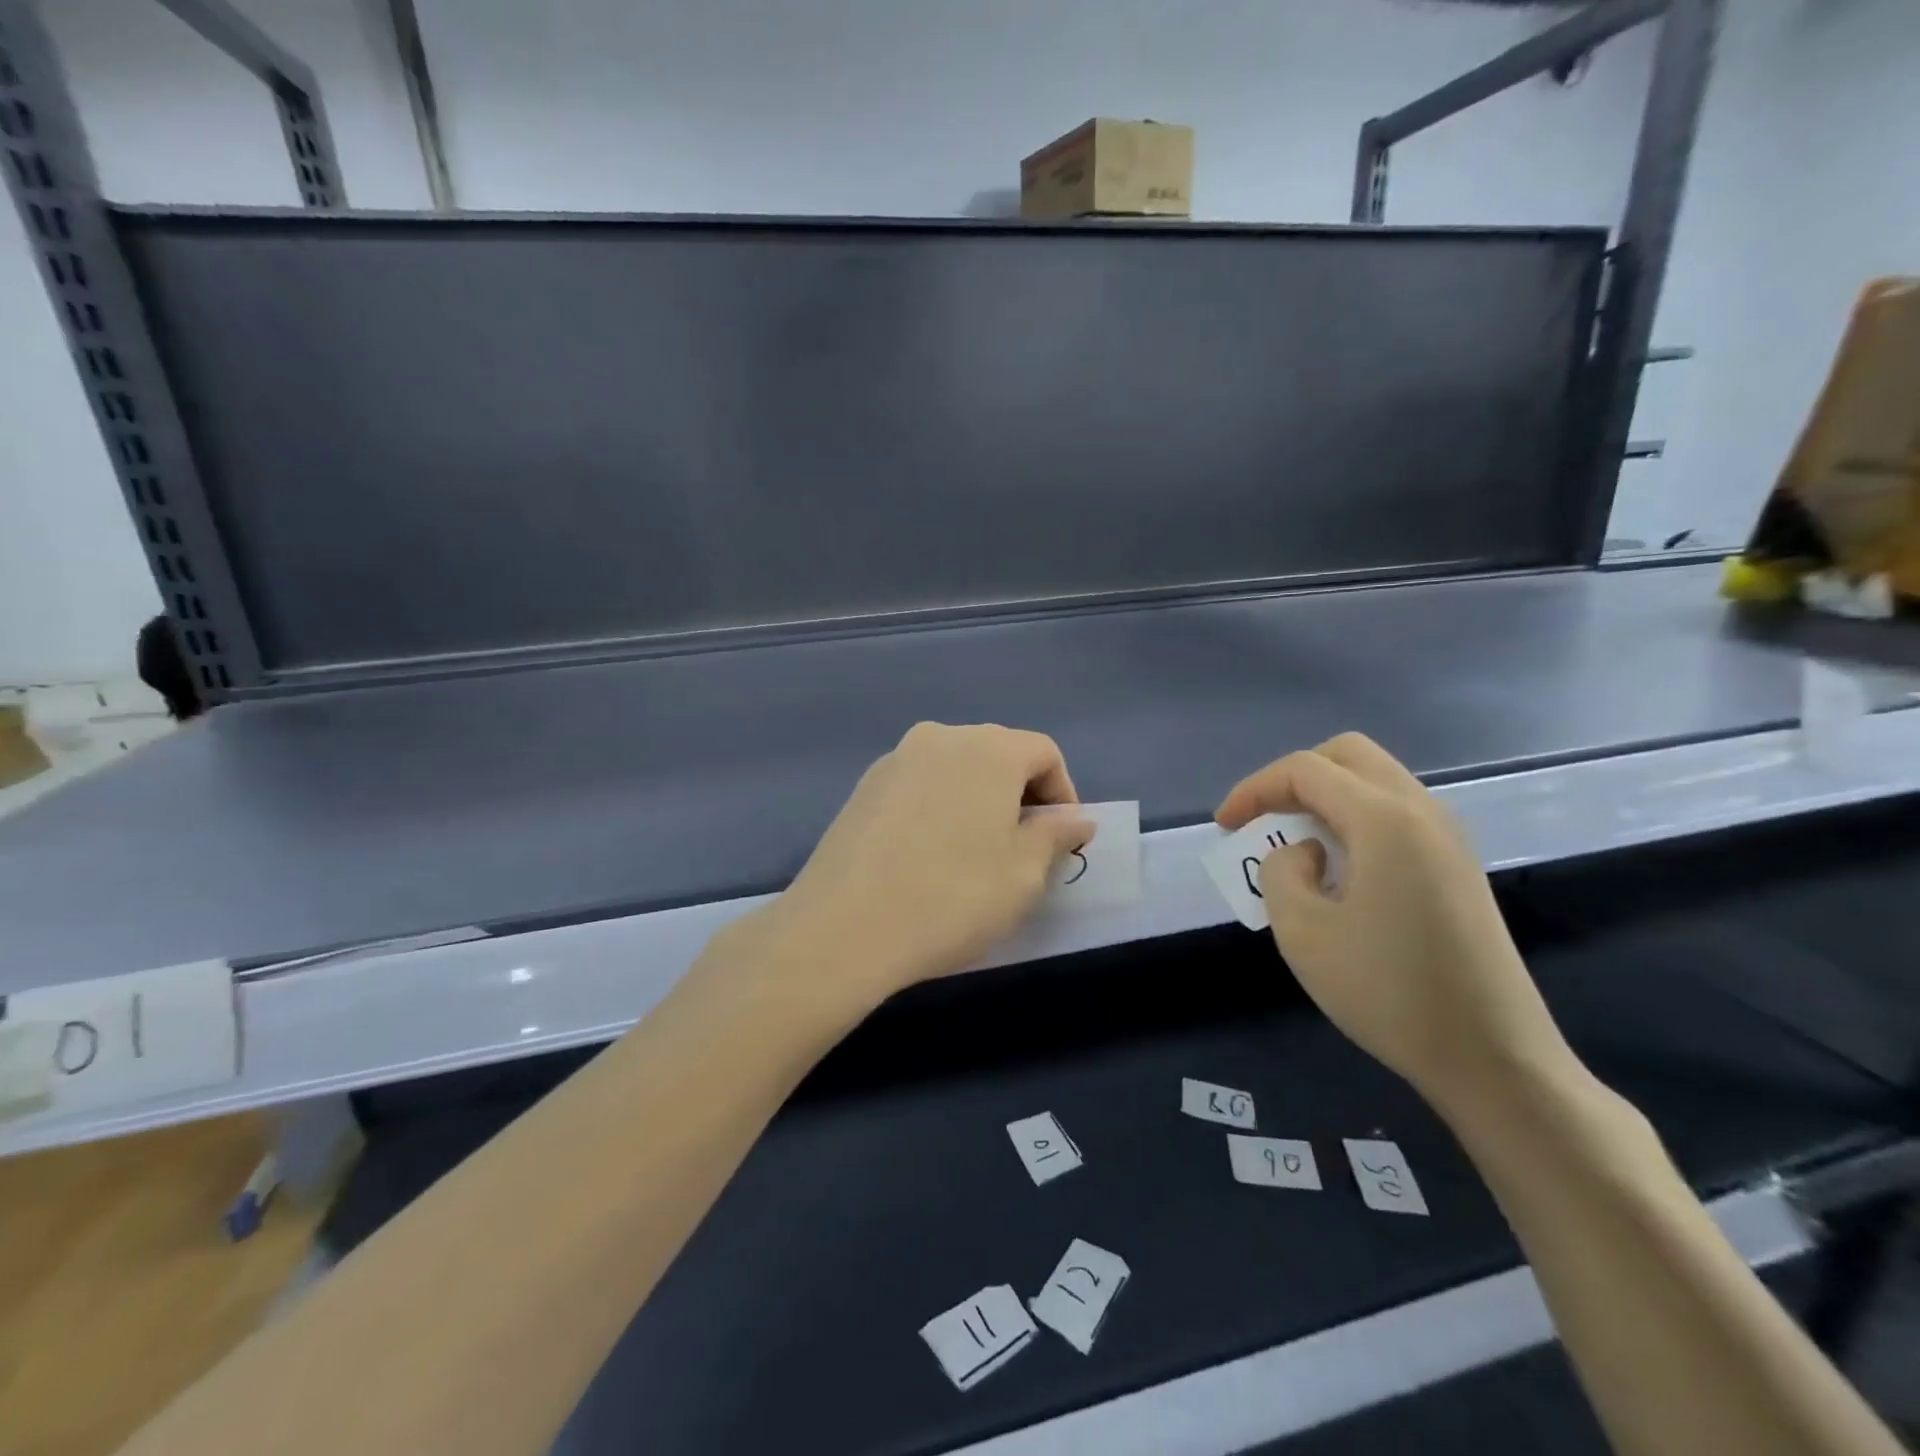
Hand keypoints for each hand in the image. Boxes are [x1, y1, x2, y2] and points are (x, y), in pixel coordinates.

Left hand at [731, 723, 1093, 1005]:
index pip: (1043, 752)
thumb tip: (1075, 818)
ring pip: (956, 769)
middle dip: (1020, 796)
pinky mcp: (864, 786)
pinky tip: (929, 856)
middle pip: (998, 754)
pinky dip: (939, 808)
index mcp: (988, 748)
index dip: (1063, 793)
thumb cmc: (952, 898)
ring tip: (974, 856)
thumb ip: (1055, 835)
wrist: (844, 928)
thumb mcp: (1024, 875)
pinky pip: (920, 785)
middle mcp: (941, 737)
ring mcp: (896, 759)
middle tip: (1022, 851)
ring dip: (977, 801)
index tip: (1061, 841)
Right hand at [1216, 733, 1575, 1112]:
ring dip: (1324, 798)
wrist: (1493, 1058)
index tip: (1223, 827)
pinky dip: (1352, 820)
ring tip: (1292, 846)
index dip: (1253, 789)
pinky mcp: (1457, 866)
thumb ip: (1281, 871)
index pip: (1304, 770)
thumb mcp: (1303, 932)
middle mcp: (1422, 811)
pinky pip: (1394, 814)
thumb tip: (1306, 853)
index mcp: (1385, 820)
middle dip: (1292, 778)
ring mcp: (1448, 838)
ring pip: (1374, 781)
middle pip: (1346, 755)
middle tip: (1261, 821)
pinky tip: (1337, 870)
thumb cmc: (1388, 993)